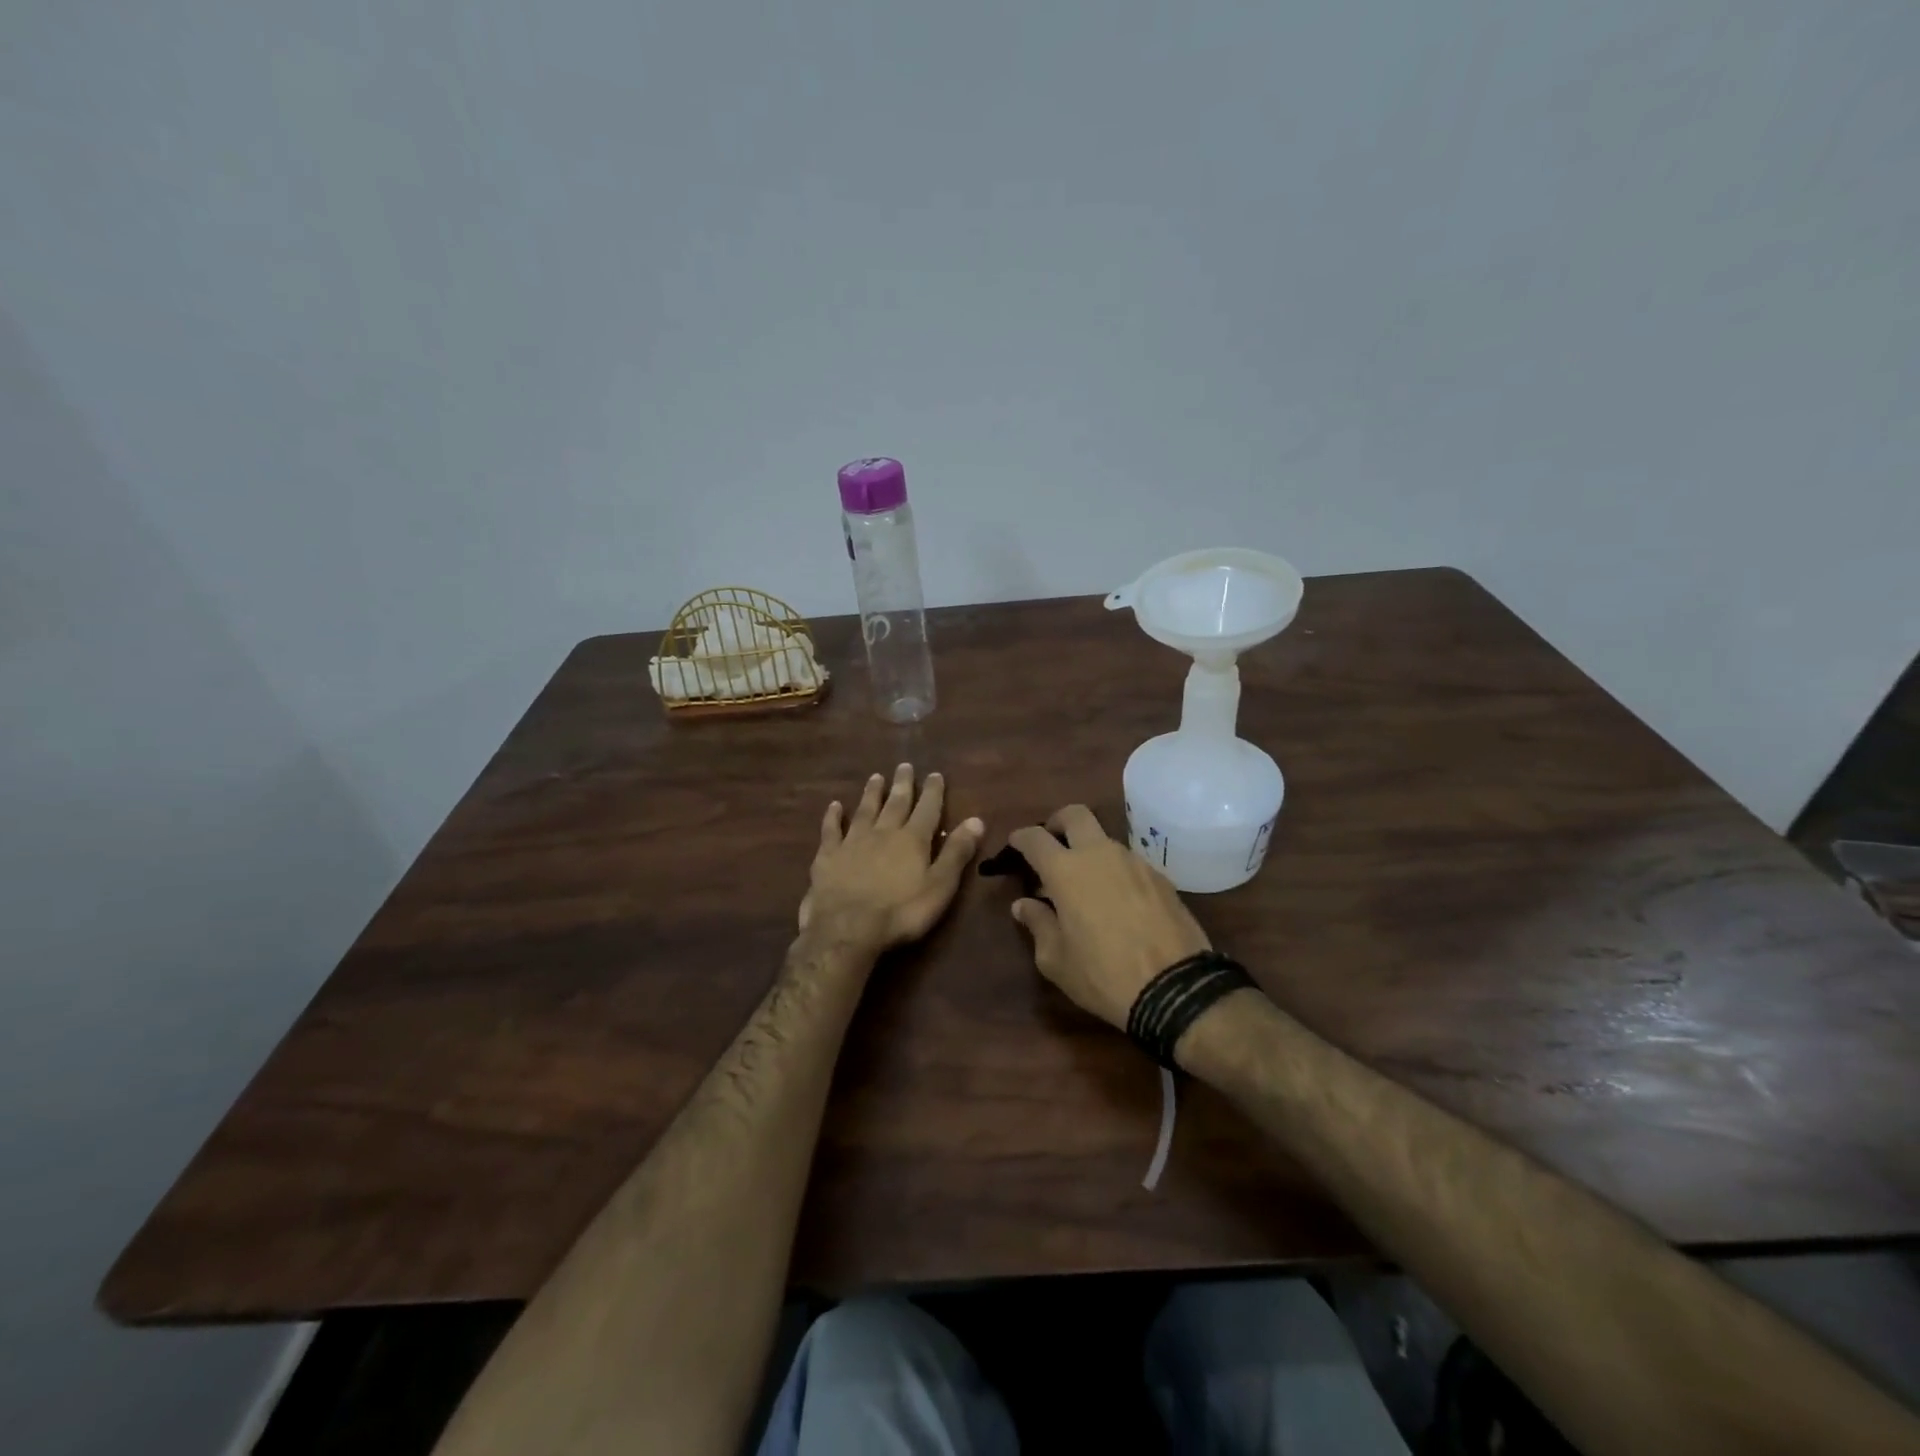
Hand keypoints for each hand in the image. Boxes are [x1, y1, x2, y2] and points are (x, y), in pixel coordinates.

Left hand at [798, 764, 983, 957]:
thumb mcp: (940, 886)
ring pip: (865, 810)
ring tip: (875, 777)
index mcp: (913, 840)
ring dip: (871, 793)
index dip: (933, 791)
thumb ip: (957, 853)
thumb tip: (976, 820)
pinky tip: (834, 806)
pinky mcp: (828, 856)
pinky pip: (831, 830)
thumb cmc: (901, 912)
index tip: (935, 774)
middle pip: (895, 803)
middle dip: (902, 784)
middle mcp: (883, 832)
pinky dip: (833, 816)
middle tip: (904, 766)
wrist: (847, 928)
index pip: (927, 809)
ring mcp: (852, 842)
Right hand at [1008, 806, 1210, 1029]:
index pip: (1035, 838)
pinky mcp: (1161, 878)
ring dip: (1089, 851)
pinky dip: (1115, 872)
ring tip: (1084, 885)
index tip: (1015, 844)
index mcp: (1066, 871)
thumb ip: (1038, 924)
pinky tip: (1116, 902)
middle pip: (1075, 815)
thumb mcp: (1056, 960)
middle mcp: (1100, 854)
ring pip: (1105, 840)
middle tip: (1051, 844)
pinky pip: (1129, 863)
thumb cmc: (1103, 975)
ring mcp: (1135, 862)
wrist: (1175, 989)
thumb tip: (1024, 905)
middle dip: (1058, 822)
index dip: (1021, 838)